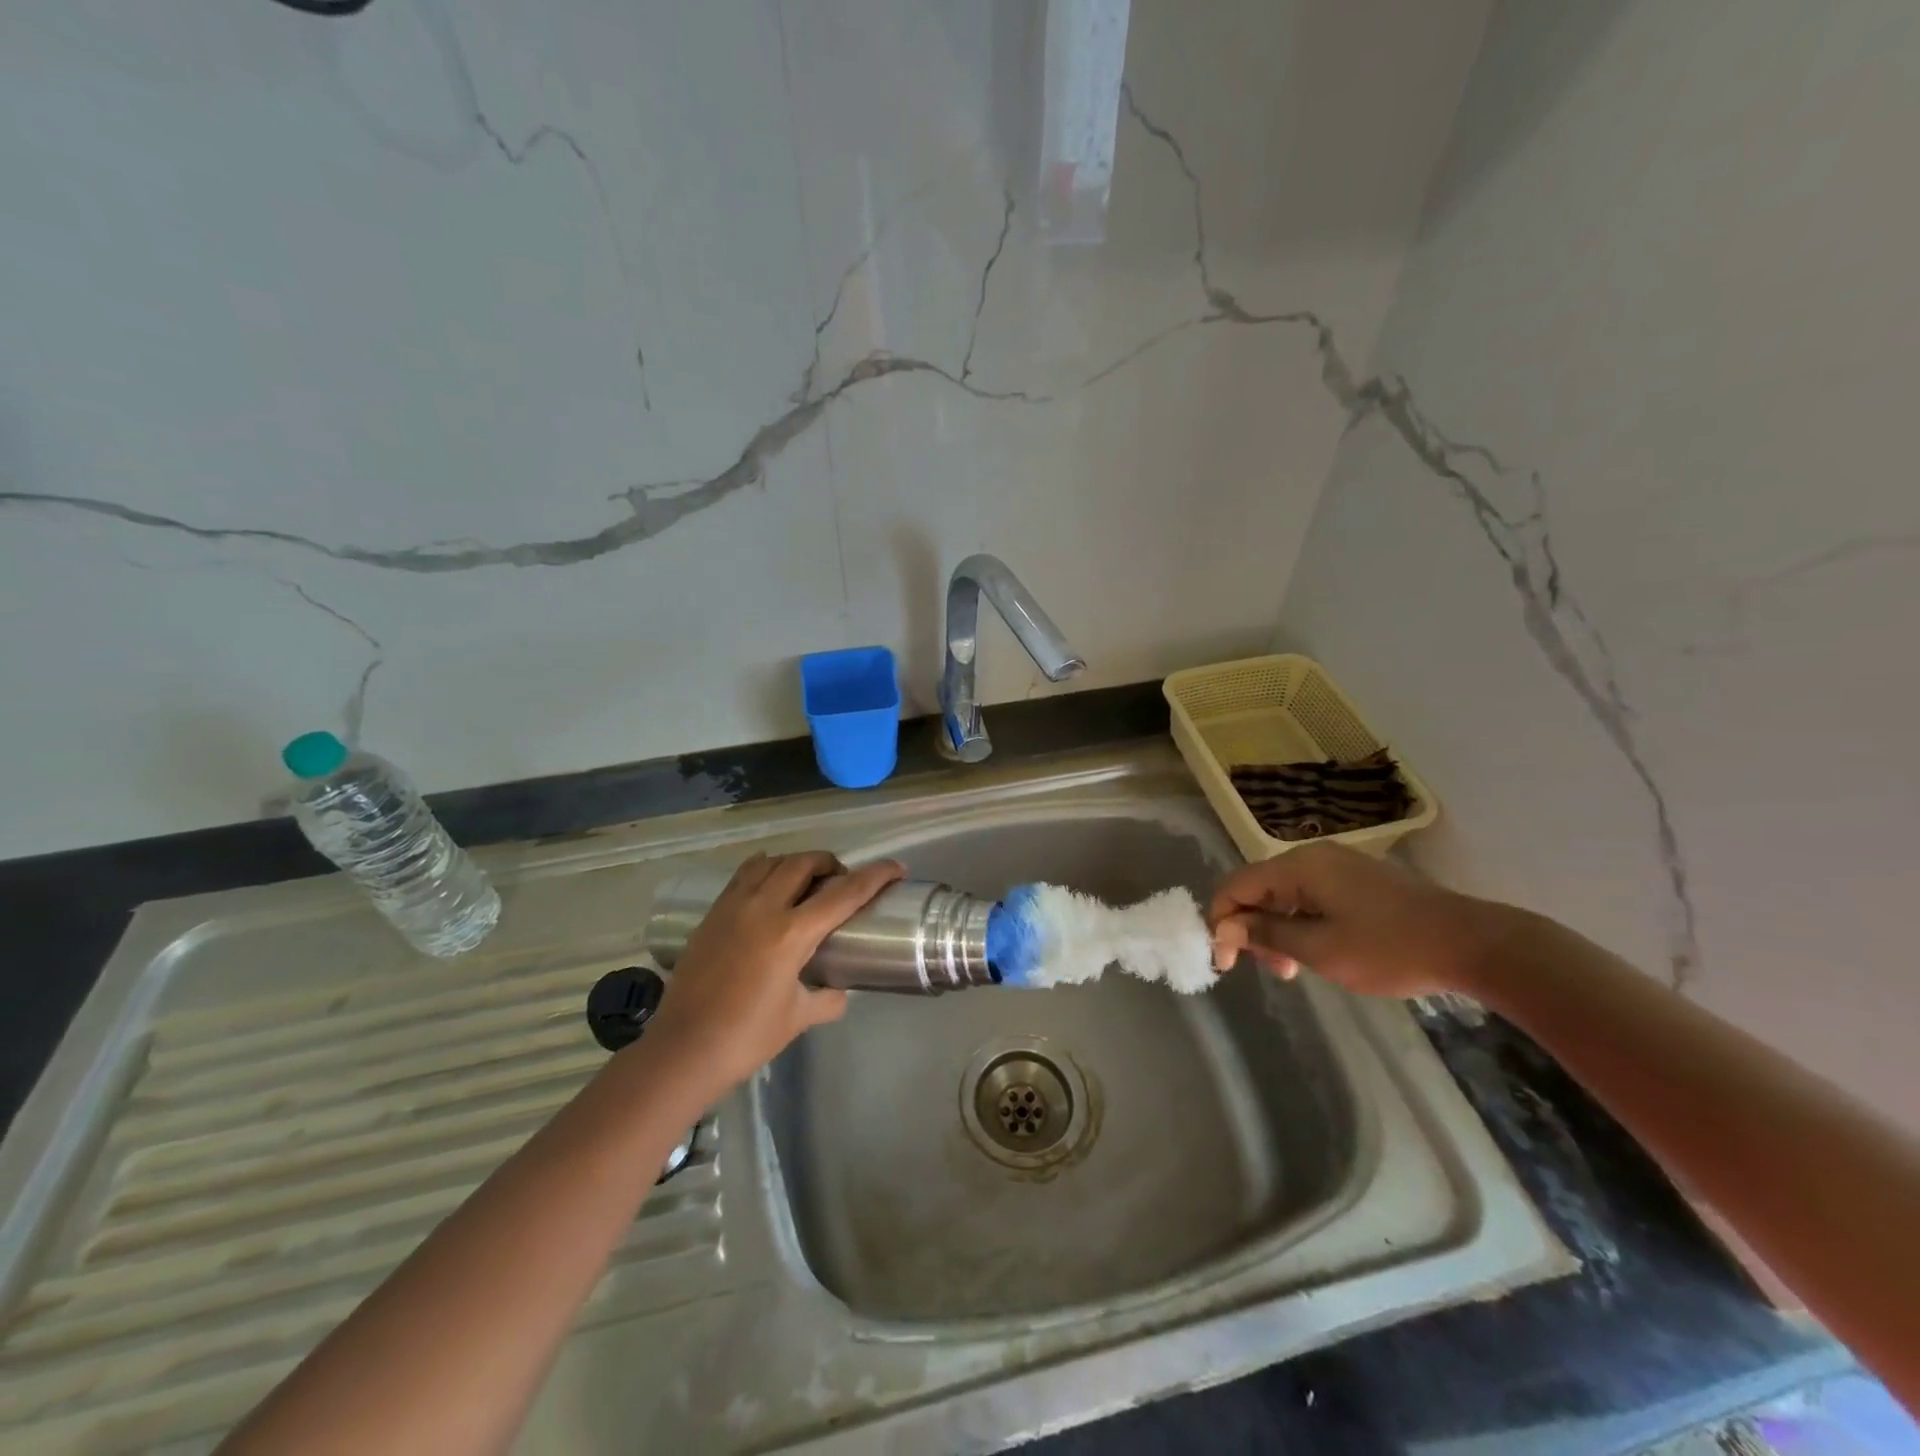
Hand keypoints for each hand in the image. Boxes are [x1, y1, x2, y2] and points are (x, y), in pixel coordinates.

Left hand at [648, 851, 904, 1089]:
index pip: (845, 893)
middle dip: (832, 863)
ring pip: (773, 862)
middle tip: (843, 881)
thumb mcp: (797, 1018)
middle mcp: (763, 908)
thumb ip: (827, 998)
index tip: (896, 868)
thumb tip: (840, 990)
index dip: (875, 876)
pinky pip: (744, 875)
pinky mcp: (713, 913)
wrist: (682, 1051)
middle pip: (805, 863)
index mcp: (791, 934)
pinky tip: (770, 885)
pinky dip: (765, 869)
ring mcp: (733, 906)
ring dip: (797, 863)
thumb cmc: (746, 1037)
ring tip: (807, 881)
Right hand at [1207, 842, 1517, 998]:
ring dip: (1276, 929)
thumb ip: (1266, 934)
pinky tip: (1314, 951)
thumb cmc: (1389, 949)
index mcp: (1298, 866)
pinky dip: (1300, 923)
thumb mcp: (1320, 949)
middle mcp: (1312, 856)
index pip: (1236, 885)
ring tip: (1290, 969)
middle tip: (1266, 970)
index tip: (1225, 963)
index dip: (1221, 922)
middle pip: (1259, 888)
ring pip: (1284, 894)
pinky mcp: (1358, 880)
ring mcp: (1338, 866)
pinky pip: (1310, 896)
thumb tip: (1225, 928)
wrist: (1472, 944)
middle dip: (1251, 928)